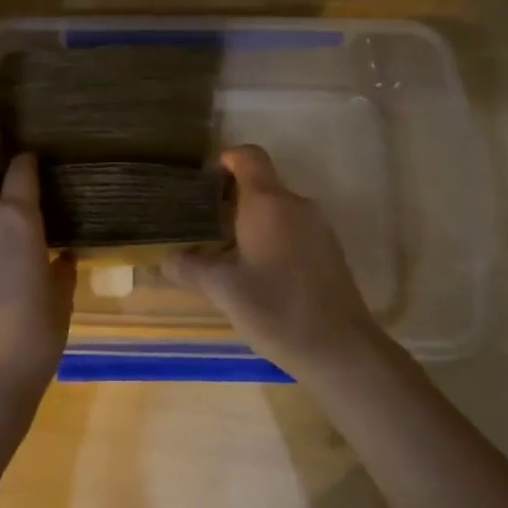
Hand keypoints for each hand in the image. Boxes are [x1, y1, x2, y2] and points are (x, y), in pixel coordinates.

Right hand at [165, 145, 385, 381]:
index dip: (224, 161)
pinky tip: (255, 272)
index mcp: (269, 203)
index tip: (202, 184)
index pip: (248, 156)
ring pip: (276, 209)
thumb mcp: (223, 290)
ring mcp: (318, 227)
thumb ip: (190, 267)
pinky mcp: (328, 250)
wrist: (342, 350)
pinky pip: (292, 228)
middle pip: (260, 184)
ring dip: (249, 222)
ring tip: (222, 253)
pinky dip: (269, 238)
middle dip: (229, 199)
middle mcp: (297, 205)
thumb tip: (165, 259)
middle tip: (200, 225)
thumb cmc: (277, 310)